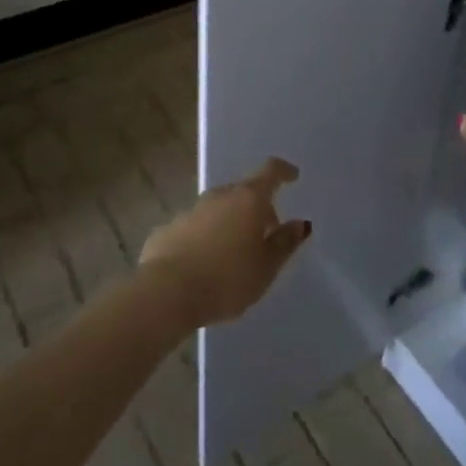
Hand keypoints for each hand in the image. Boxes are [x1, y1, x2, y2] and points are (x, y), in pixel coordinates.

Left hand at [139, 158, 311, 327]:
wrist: (165, 294)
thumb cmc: (226, 280)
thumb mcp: (266, 268)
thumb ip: (284, 243)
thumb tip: (300, 223)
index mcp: (248, 200)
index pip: (270, 172)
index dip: (283, 172)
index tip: (291, 175)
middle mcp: (219, 196)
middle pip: (243, 192)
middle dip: (256, 207)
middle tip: (265, 232)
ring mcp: (190, 210)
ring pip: (217, 209)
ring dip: (229, 222)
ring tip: (235, 251)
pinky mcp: (167, 229)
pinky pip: (195, 228)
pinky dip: (205, 237)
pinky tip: (204, 263)